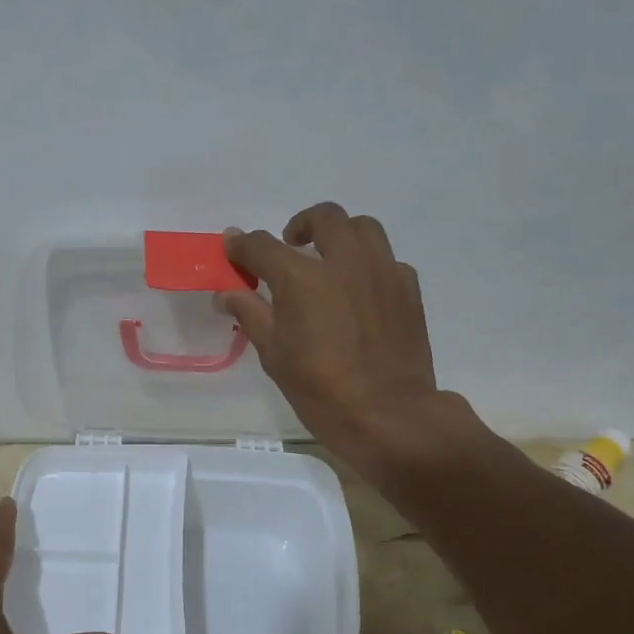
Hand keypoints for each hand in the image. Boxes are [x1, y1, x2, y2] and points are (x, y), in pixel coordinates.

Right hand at [220, 202, 483, 472]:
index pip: (262, 246)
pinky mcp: (408, 289)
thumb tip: (225, 294)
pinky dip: (368, 265)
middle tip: (290, 246)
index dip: (242, 245)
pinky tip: (361, 291)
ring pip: (363, 228)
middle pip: (323, 217)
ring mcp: (382, 272)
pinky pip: (387, 260)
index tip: (233, 248)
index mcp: (302, 278)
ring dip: (340, 235)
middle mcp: (344, 263)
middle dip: (300, 225)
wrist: (389, 416)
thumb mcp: (274, 356)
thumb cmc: (321, 391)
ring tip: (330, 259)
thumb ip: (250, 314)